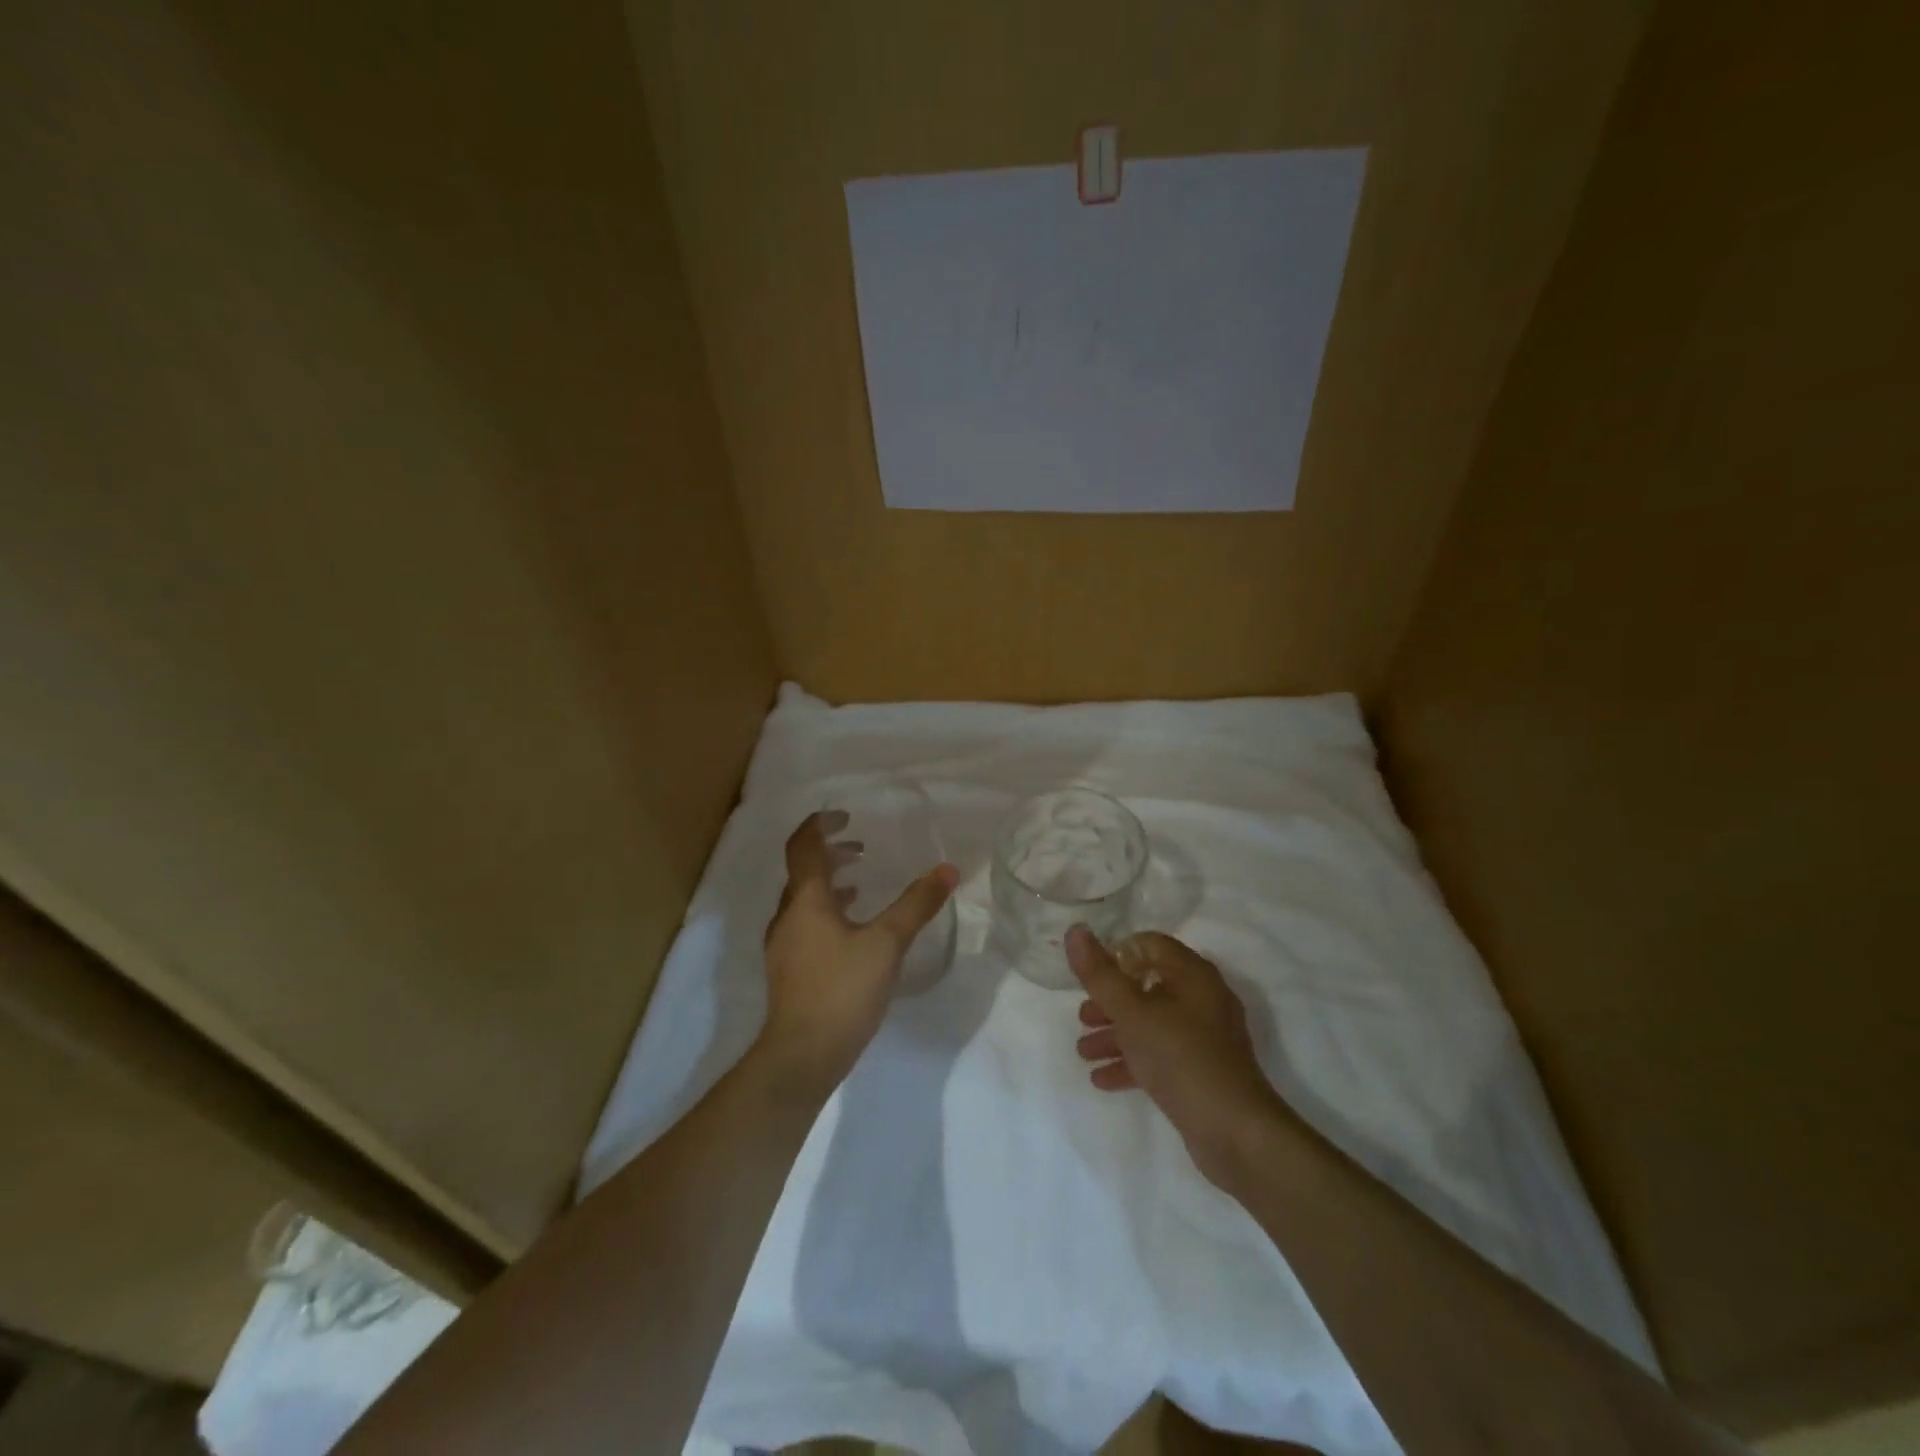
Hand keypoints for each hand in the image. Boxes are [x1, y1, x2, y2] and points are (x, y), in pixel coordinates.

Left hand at [759, 811, 957, 1093]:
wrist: (803, 1055)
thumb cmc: (843, 990)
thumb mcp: (887, 943)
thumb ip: (916, 904)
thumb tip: (947, 869)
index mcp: (805, 900)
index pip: (802, 846)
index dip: (819, 825)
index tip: (844, 817)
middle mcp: (788, 915)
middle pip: (802, 870)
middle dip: (829, 853)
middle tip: (860, 847)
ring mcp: (784, 944)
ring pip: (803, 898)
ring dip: (829, 883)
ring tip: (860, 882)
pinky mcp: (789, 969)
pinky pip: (806, 923)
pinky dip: (827, 911)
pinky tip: (851, 928)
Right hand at [1068, 926, 1291, 1189]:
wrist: (1235, 1132)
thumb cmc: (1180, 1058)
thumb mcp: (1132, 1013)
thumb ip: (1100, 974)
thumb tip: (1075, 930)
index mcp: (1192, 974)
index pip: (1150, 945)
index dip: (1117, 955)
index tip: (1090, 976)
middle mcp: (1203, 998)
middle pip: (1148, 985)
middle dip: (1110, 1002)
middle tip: (1082, 1018)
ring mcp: (1206, 1036)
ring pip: (1152, 1022)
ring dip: (1116, 1034)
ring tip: (1084, 1052)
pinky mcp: (1203, 1069)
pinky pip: (1162, 1054)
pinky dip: (1133, 1060)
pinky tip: (1103, 1078)